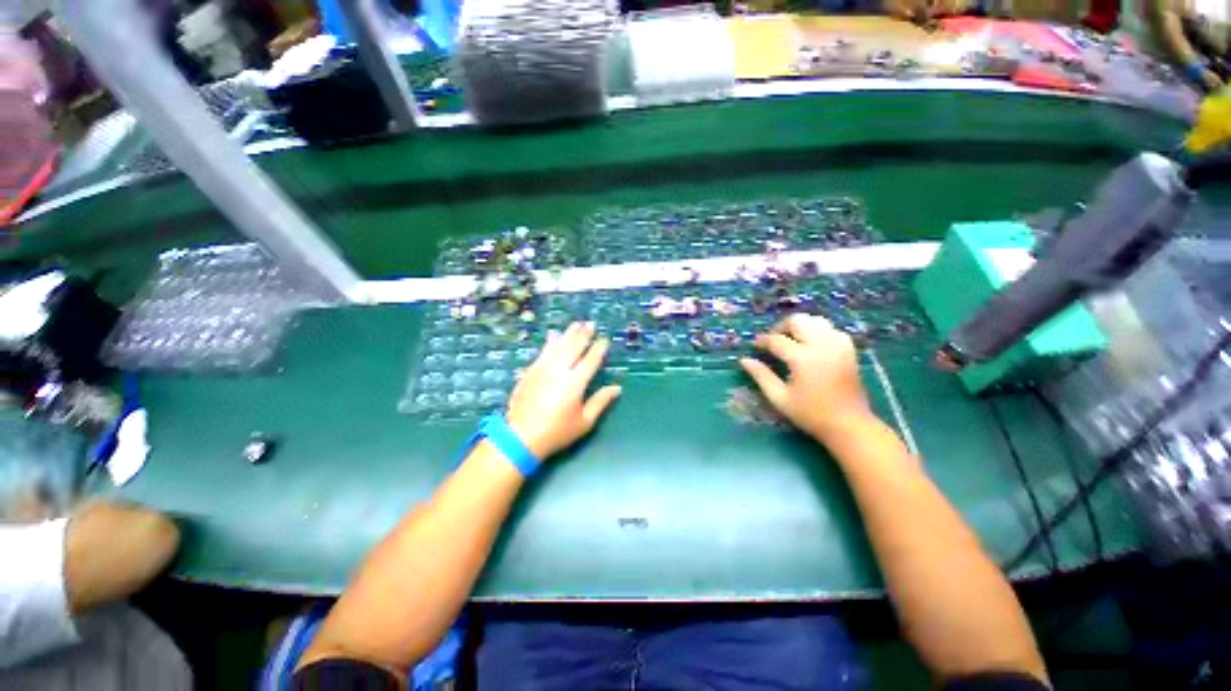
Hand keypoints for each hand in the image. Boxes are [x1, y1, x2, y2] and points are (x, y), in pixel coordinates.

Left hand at [505, 322, 621, 458]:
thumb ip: (601, 401)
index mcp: (575, 382)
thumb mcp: (584, 421)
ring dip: (568, 334)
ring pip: (558, 346)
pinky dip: (549, 342)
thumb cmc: (557, 432)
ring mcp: (542, 369)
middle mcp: (559, 370)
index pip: (591, 360)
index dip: (599, 349)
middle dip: (583, 334)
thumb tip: (617, 388)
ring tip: (576, 323)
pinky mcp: (530, 371)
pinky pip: (542, 352)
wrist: (520, 437)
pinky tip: (553, 336)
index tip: (604, 339)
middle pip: (574, 347)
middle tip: (590, 323)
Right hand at [740, 314, 873, 442]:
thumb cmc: (810, 414)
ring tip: (791, 340)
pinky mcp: (849, 350)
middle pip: (798, 321)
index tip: (755, 346)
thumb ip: (761, 376)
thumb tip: (744, 360)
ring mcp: (838, 346)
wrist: (849, 425)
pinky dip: (818, 331)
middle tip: (773, 341)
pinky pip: (831, 329)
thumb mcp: (779, 397)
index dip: (763, 341)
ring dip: (800, 326)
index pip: (777, 340)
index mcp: (803, 358)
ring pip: (816, 320)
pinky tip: (811, 344)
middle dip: (781, 327)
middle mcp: (822, 346)